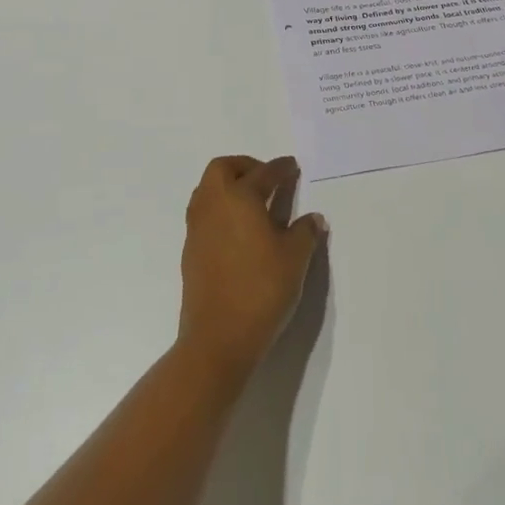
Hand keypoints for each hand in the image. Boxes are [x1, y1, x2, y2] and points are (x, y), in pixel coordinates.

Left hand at [178, 155, 326, 380]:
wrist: (218, 337)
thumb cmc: (261, 289)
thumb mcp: (295, 259)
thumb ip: (305, 232)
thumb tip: (313, 218)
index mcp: (239, 198)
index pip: (262, 173)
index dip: (280, 168)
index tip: (292, 167)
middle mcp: (213, 205)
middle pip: (222, 169)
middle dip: (244, 166)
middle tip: (267, 179)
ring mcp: (197, 228)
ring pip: (207, 190)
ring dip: (228, 186)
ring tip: (253, 203)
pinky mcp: (190, 251)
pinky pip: (204, 214)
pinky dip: (220, 210)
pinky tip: (239, 231)